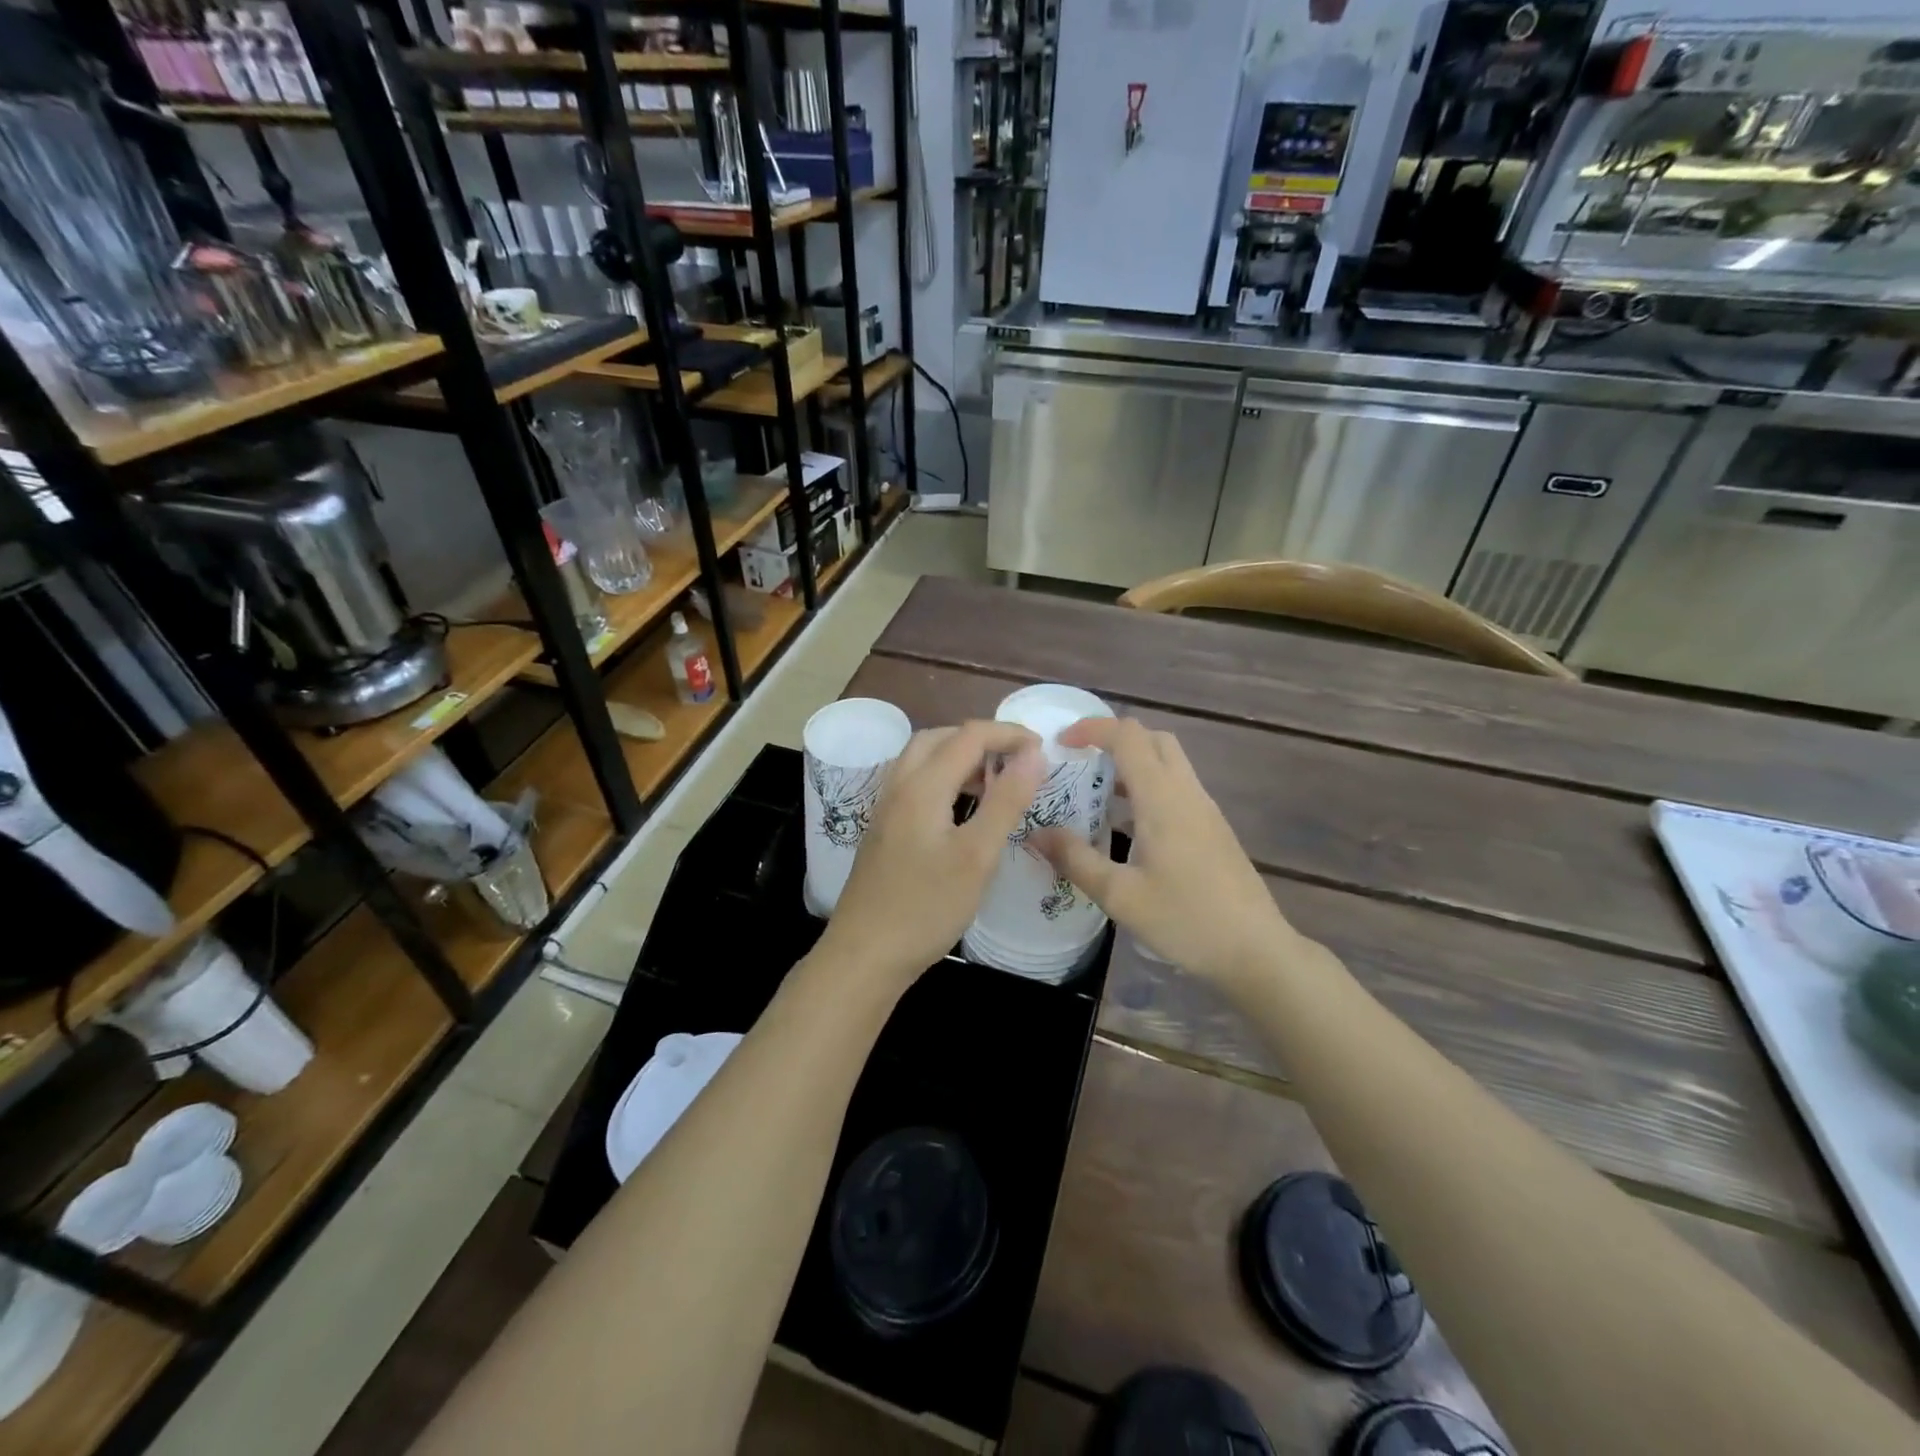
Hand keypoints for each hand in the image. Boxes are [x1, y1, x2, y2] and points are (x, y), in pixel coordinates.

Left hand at [819, 721, 1044, 986]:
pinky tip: (961, 810)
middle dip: (981, 740)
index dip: (1009, 734)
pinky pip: (914, 783)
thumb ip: (1006, 800)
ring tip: (994, 783)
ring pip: (922, 760)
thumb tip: (1033, 754)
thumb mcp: (977, 856)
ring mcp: (885, 808)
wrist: (865, 955)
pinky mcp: (882, 829)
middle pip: (939, 738)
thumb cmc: (926, 908)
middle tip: (1016, 762)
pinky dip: (943, 778)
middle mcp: (898, 786)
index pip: (969, 736)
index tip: (1043, 750)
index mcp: (922, 786)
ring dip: (959, 758)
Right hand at [1033, 717, 1296, 991]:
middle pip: (1153, 739)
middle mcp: (1187, 793)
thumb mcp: (1120, 895)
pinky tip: (1128, 826)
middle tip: (1080, 762)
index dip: (1092, 728)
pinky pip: (1177, 787)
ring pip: (1169, 762)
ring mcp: (1205, 809)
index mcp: (1163, 799)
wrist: (1255, 950)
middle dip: (1114, 739)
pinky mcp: (1213, 828)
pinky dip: (1148, 786)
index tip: (1061, 743)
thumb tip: (1036, 833)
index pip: (1128, 736)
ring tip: (1096, 792)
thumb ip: (1075, 859)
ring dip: (1133, 763)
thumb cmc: (1186, 920)